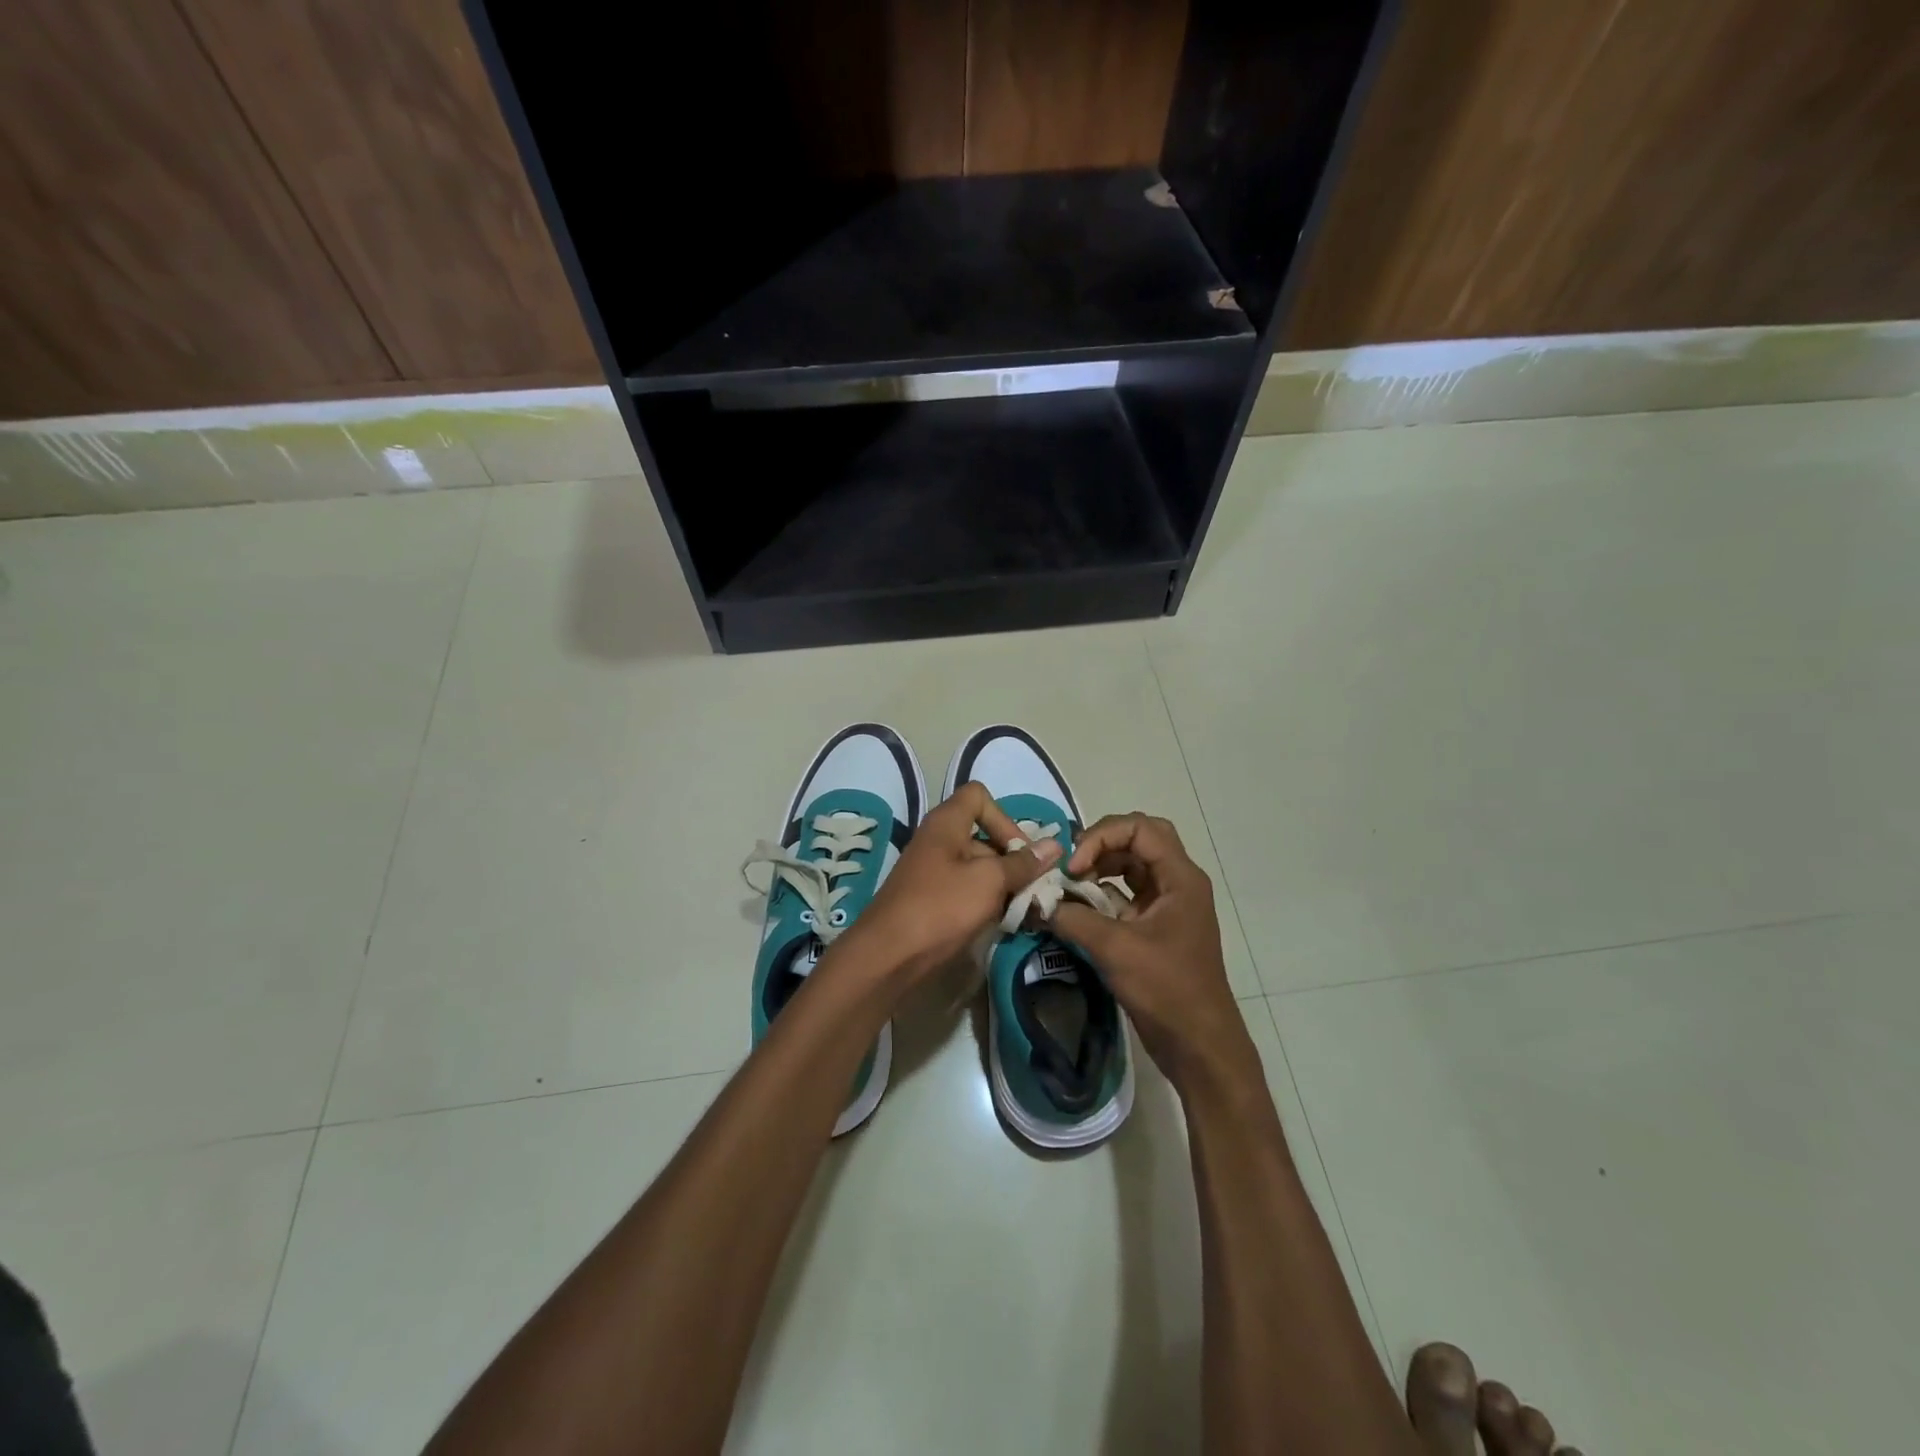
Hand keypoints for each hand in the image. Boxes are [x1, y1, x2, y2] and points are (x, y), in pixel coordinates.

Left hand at [833, 781, 1060, 991]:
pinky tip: (1002, 925)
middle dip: (1012, 860)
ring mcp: (933, 873)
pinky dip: (986, 903)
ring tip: (1024, 912)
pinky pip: (966, 892)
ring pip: (978, 868)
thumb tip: (1055, 845)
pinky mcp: (932, 901)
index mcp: (946, 823)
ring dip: (1003, 886)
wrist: (887, 957)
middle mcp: (938, 841)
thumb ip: (1022, 863)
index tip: (1020, 851)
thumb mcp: (988, 882)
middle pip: (984, 836)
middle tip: (1036, 890)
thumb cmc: (940, 908)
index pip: (979, 797)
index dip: (1004, 818)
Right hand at [1050, 813, 1252, 1088]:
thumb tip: (1035, 902)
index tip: (1074, 868)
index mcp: (1180, 877)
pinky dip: (1101, 895)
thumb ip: (1073, 918)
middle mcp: (1177, 882)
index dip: (1101, 837)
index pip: (1139, 827)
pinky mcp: (1156, 926)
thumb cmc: (1166, 989)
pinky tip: (1077, 909)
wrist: (1199, 1044)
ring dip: (1099, 869)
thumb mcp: (1115, 949)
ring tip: (1070, 886)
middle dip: (1101, 845)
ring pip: (1131, 866)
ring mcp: (1168, 904)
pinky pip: (1126, 894)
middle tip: (1072, 866)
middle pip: (1137, 839)